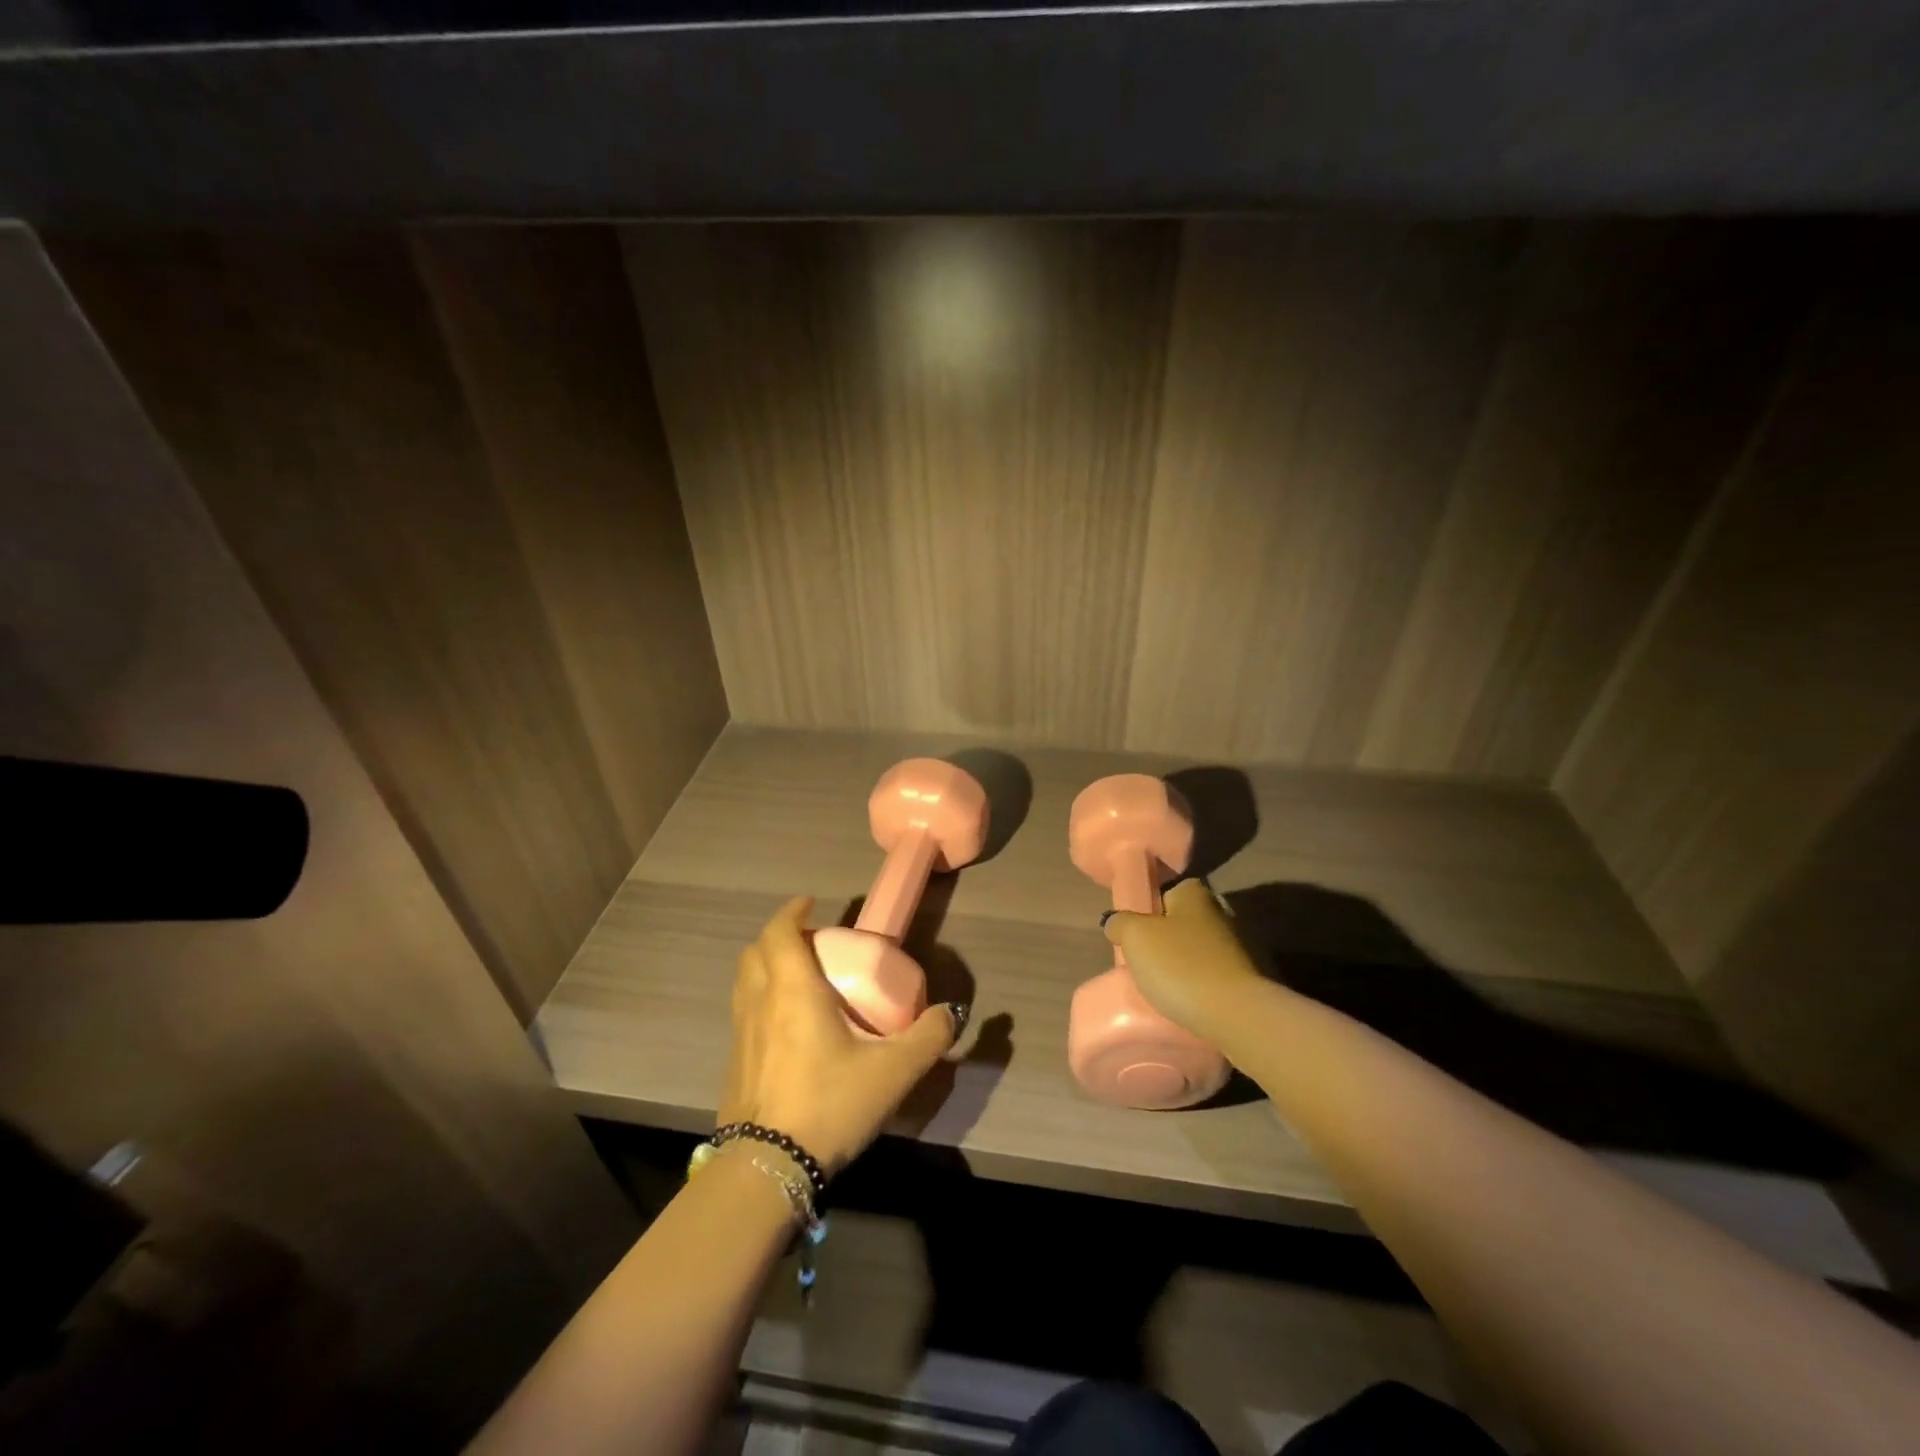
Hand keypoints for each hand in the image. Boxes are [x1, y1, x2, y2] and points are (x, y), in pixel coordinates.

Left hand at [719, 897, 959, 1175]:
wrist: (767, 1169)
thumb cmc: (830, 1103)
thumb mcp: (893, 1072)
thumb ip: (928, 1037)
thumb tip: (951, 1013)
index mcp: (792, 989)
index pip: (779, 932)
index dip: (791, 912)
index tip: (809, 904)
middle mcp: (759, 1002)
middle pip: (755, 952)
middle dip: (779, 938)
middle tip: (810, 944)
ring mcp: (741, 1034)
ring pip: (745, 982)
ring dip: (765, 967)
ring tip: (797, 980)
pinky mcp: (733, 1064)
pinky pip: (743, 1013)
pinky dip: (760, 1001)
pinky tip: (786, 1029)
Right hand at [1102, 879, 1267, 1044]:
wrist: (1235, 1016)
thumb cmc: (1180, 965)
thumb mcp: (1135, 937)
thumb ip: (1120, 923)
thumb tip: (1115, 922)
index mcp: (1195, 895)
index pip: (1168, 891)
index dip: (1150, 909)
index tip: (1136, 932)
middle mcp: (1220, 914)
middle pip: (1182, 923)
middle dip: (1165, 939)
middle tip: (1143, 961)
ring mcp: (1238, 949)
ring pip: (1197, 952)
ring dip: (1182, 965)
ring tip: (1161, 987)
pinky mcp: (1245, 981)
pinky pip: (1212, 977)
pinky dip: (1199, 986)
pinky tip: (1185, 1002)